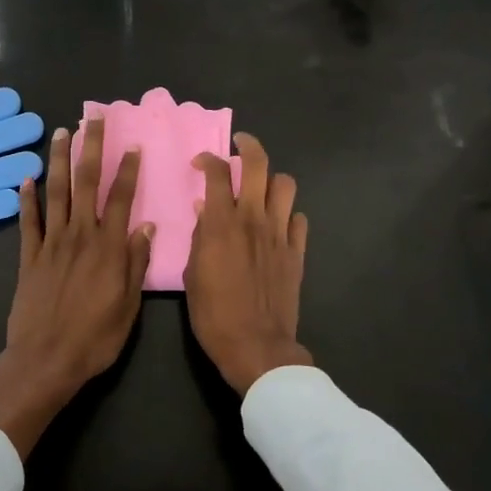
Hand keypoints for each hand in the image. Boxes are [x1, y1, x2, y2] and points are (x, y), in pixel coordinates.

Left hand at [0, 118, 151, 456]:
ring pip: (56, 193)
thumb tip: (146, 225)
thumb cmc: (96, 337)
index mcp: (108, 247)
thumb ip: (135, 262)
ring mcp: (51, 244)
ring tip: (61, 133)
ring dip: (58, 161)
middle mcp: (80, 236)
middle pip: (86, 183)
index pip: (120, 197)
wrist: (46, 360)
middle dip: (90, 148)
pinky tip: (25, 178)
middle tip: (92, 119)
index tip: (131, 144)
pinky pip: (28, 221)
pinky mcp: (28, 257)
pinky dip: (27, 199)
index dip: (127, 169)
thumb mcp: (128, 305)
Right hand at [185, 133, 311, 393]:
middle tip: (240, 144)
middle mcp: (254, 219)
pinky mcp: (297, 252)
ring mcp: (280, 234)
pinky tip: (277, 225)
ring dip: (272, 180)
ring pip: (285, 185)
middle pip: (259, 165)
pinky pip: (298, 220)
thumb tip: (204, 211)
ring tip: (261, 188)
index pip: (219, 173)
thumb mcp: (192, 274)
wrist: (256, 346)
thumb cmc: (213, 313)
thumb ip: (199, 237)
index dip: (209, 159)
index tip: (201, 163)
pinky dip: (287, 215)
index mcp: (222, 223)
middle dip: (248, 146)